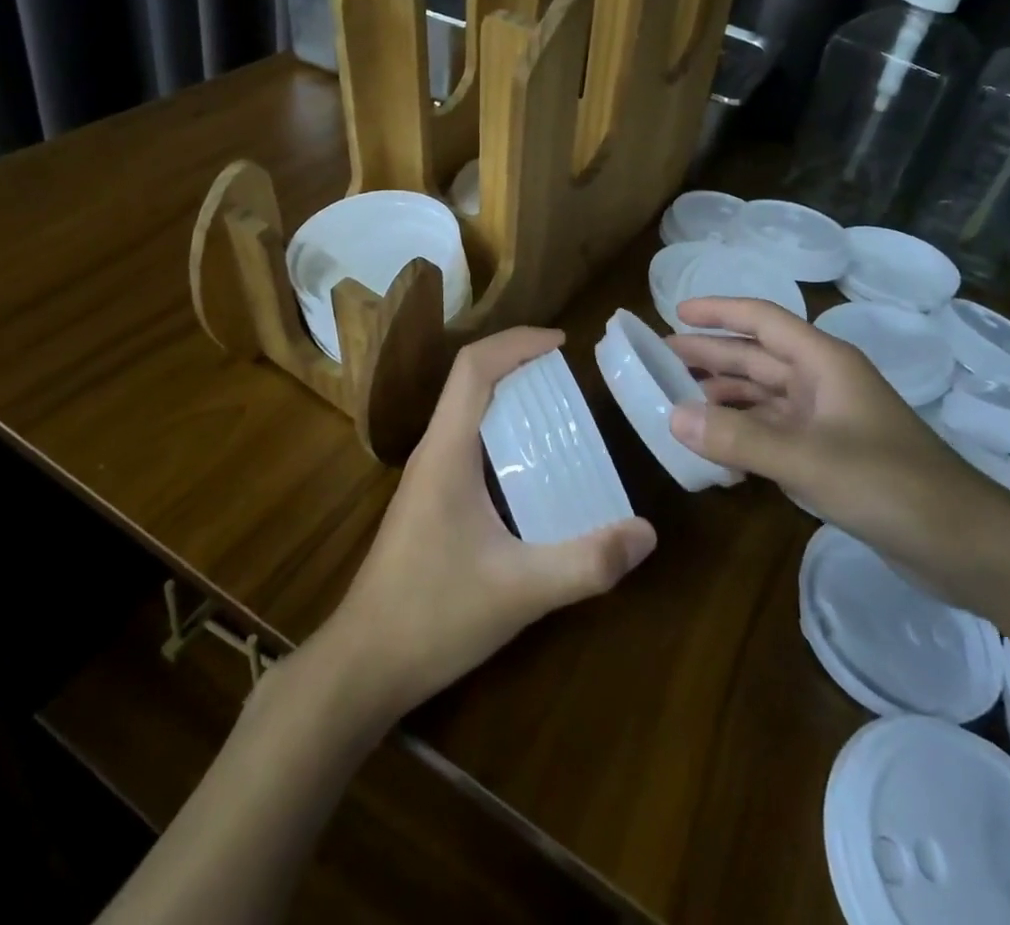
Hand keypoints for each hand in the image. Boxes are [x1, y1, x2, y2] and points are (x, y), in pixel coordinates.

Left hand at [312, 328, 656, 722]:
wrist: (362, 667)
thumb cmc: (432, 616)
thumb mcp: (520, 591)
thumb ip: (586, 563)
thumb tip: (646, 533)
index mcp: (446, 452)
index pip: (474, 368)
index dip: (517, 342)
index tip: (562, 343)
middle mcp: (433, 453)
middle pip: (470, 381)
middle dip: (518, 363)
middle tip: (570, 376)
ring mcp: (426, 479)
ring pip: (466, 412)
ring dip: (508, 396)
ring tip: (558, 412)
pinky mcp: (429, 503)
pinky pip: (467, 444)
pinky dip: (501, 432)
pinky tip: (532, 469)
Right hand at [666, 297, 1009, 604]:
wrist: (967, 546)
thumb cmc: (890, 485)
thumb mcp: (808, 459)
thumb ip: (738, 437)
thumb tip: (671, 415)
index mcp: (824, 362)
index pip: (763, 320)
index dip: (719, 312)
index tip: (676, 314)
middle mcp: (824, 383)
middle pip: (758, 357)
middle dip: (711, 355)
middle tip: (660, 359)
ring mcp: (828, 421)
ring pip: (764, 395)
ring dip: (723, 395)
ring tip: (677, 399)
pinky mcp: (831, 456)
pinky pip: (774, 432)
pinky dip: (743, 434)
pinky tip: (716, 448)